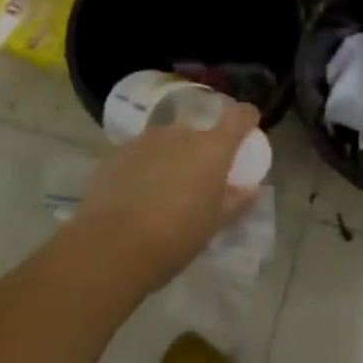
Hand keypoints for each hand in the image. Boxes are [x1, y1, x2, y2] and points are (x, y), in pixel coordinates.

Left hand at [70, 102, 264, 295]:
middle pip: (199, 132)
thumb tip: (250, 188)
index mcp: (213, 148)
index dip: (246, 119)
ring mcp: (147, 139)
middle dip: (201, 151)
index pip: (240, 116)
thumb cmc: (175, 237)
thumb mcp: (214, 225)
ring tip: (161, 193)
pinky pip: (141, 154)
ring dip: (171, 158)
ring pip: (168, 142)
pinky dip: (144, 167)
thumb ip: (236, 201)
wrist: (111, 247)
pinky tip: (135, 197)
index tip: (247, 130)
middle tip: (196, 182)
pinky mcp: (118, 152)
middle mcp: (182, 133)